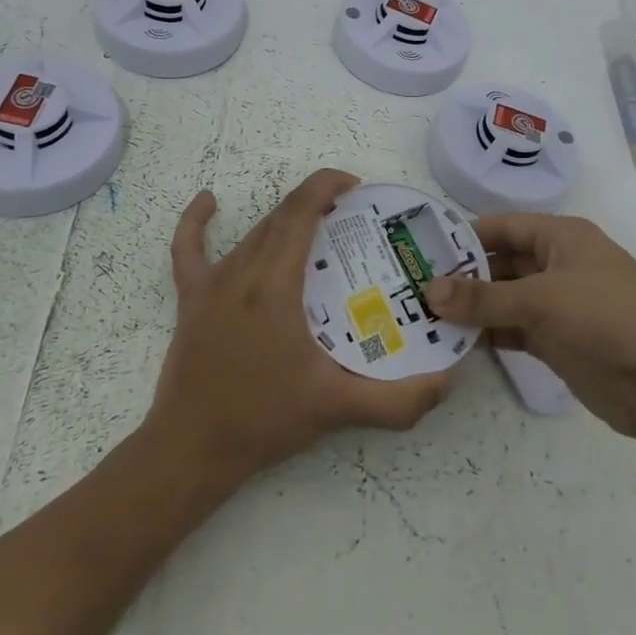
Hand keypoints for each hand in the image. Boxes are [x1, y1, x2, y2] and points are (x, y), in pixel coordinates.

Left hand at [146, 168, 451, 484]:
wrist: (191, 449)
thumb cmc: (264, 420)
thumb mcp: (337, 409)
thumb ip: (397, 400)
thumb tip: (446, 381)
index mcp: (275, 282)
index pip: (302, 209)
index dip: (328, 185)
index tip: (357, 188)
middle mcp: (242, 270)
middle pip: (281, 216)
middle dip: (317, 204)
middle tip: (352, 219)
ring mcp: (211, 282)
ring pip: (252, 233)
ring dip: (285, 221)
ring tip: (318, 230)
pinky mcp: (190, 299)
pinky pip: (188, 248)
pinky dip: (197, 221)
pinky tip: (209, 201)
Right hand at [426, 213, 635, 438]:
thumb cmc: (605, 319)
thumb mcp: (540, 301)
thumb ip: (483, 298)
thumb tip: (429, 291)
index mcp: (561, 237)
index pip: (502, 227)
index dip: (464, 237)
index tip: (421, 251)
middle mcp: (559, 265)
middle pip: (502, 263)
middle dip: (463, 277)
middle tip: (414, 290)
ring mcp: (560, 305)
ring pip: (506, 299)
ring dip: (473, 309)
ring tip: (424, 317)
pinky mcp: (559, 341)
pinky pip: (515, 330)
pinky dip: (490, 334)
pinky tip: (456, 343)